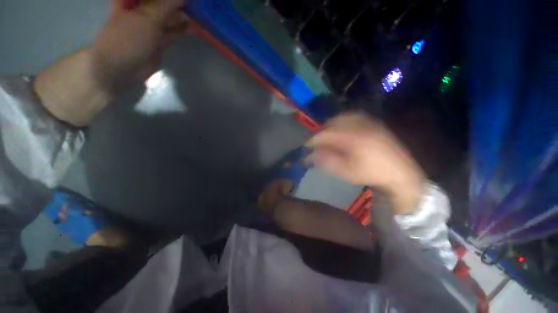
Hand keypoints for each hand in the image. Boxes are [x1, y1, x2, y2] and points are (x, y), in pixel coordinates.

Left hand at [92, 0, 189, 88]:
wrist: (123, 67)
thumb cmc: (129, 37)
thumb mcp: (148, 16)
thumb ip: (166, 5)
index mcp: (131, 1)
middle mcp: (141, 11)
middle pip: (159, 3)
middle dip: (175, 4)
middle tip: (193, 4)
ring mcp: (150, 27)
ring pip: (168, 18)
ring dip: (181, 16)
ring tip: (197, 14)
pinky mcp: (158, 42)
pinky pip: (172, 33)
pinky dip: (182, 30)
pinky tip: (193, 28)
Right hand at [306, 112, 424, 214]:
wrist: (401, 173)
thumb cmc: (371, 174)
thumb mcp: (346, 171)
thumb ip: (326, 161)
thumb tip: (310, 155)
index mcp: (352, 138)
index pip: (325, 134)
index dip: (313, 139)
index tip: (306, 146)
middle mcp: (360, 125)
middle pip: (333, 122)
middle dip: (321, 131)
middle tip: (317, 142)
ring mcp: (369, 122)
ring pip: (343, 117)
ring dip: (331, 125)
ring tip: (328, 135)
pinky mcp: (375, 123)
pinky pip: (354, 116)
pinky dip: (343, 121)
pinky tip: (343, 129)